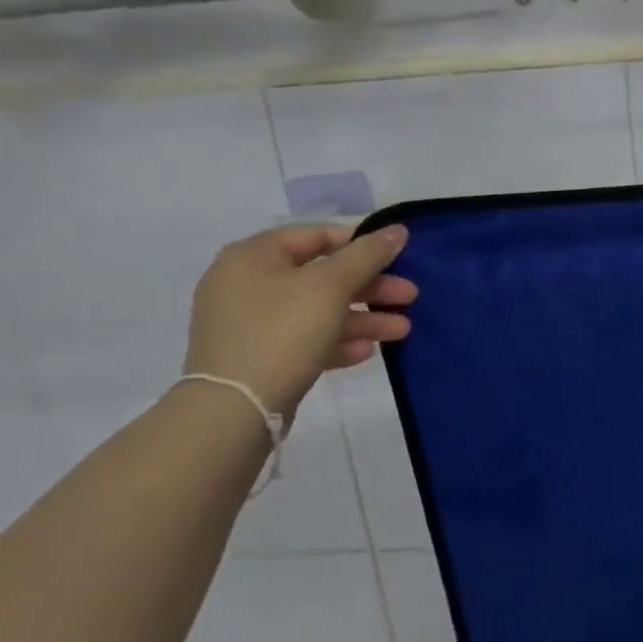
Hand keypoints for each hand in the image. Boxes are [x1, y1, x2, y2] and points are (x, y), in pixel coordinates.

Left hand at [184, 224, 414, 415]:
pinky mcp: (258, 358)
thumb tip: (398, 229)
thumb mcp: (330, 286)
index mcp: (253, 256)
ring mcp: (250, 324)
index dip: (361, 243)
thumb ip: (367, 255)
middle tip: (410, 296)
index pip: (316, 236)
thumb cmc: (281, 332)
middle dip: (371, 288)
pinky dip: (336, 341)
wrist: (233, 412)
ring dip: (362, 318)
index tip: (398, 256)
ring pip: (318, 311)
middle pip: (322, 276)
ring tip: (402, 330)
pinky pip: (304, 340)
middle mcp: (246, 284)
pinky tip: (367, 351)